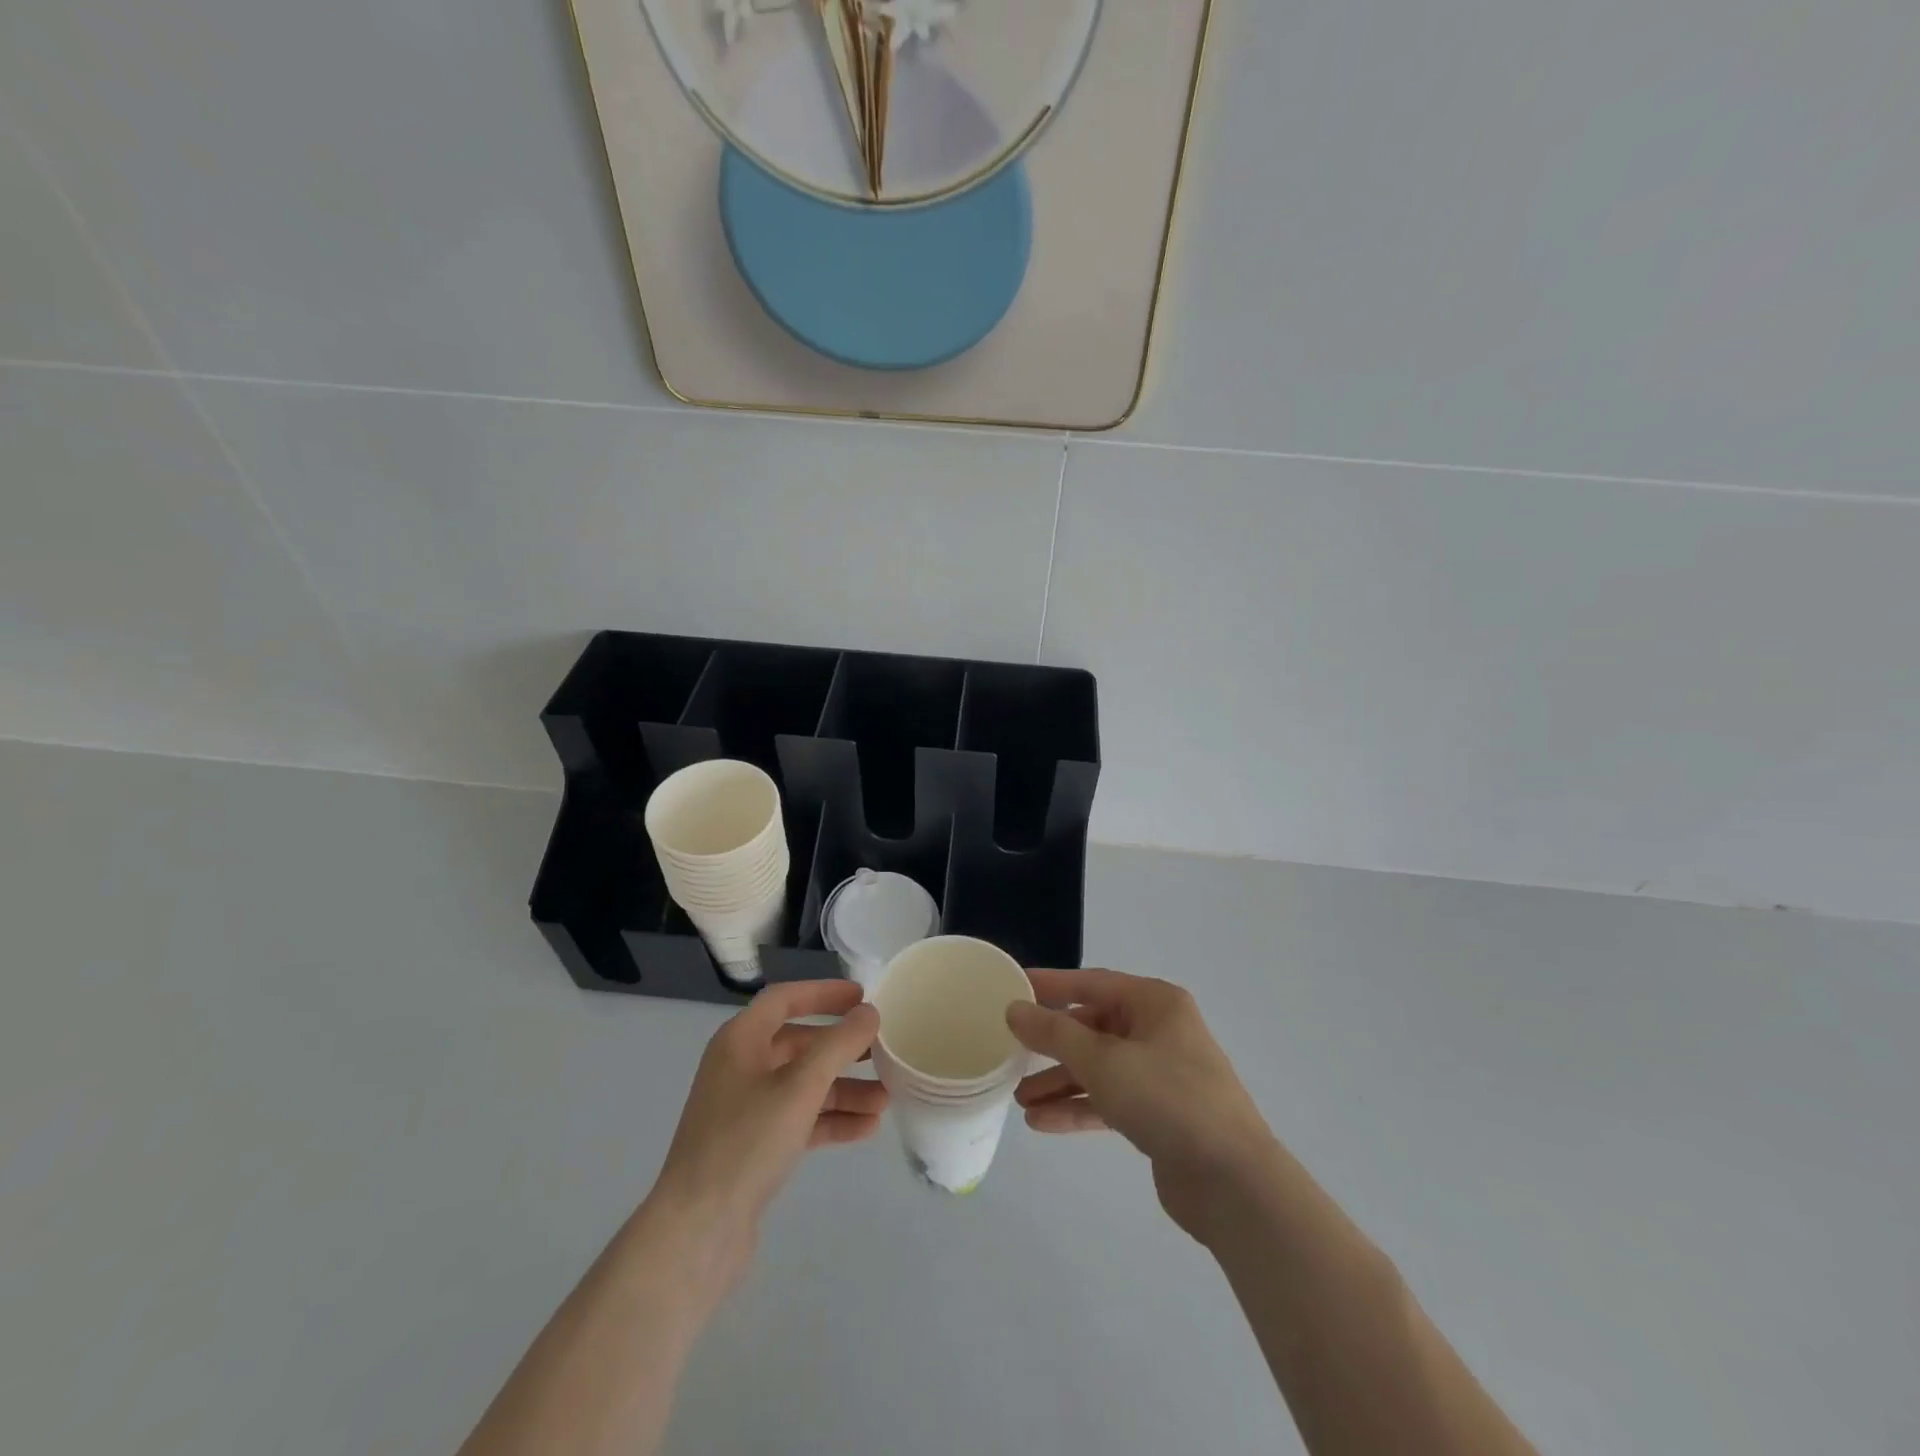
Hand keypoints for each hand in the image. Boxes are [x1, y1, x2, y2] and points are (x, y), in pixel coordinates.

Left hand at [651, 981, 885, 1259]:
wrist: (697, 1232)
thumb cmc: (746, 1142)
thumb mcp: (799, 1086)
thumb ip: (838, 1044)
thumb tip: (869, 1012)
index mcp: (740, 1041)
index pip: (785, 999)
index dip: (824, 993)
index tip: (863, 997)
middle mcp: (741, 1067)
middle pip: (800, 1044)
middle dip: (843, 1050)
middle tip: (884, 1052)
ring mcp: (746, 1109)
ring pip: (804, 1086)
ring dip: (844, 1089)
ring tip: (887, 1099)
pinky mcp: (754, 1147)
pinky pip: (800, 1120)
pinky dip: (831, 1120)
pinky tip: (867, 1129)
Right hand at [1007, 968, 1275, 1239]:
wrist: (1233, 1183)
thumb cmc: (1168, 1100)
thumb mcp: (1104, 1061)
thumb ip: (1055, 1033)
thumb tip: (1015, 1009)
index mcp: (1154, 1003)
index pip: (1091, 984)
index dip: (1049, 985)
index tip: (1011, 987)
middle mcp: (1159, 1031)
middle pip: (1093, 1028)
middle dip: (1052, 1045)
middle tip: (1010, 1052)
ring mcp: (1161, 1074)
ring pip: (1099, 1068)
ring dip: (1060, 1081)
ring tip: (1019, 1100)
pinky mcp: (1159, 1115)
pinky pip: (1109, 1100)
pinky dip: (1078, 1108)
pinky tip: (1042, 1123)